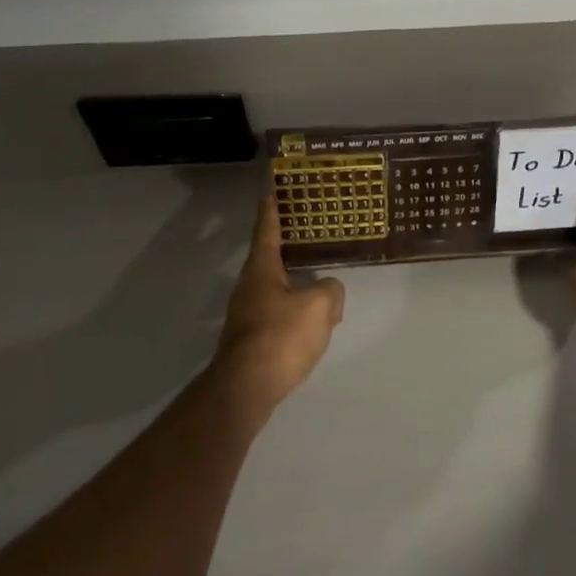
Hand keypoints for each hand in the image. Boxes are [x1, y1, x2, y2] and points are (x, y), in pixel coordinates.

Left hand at [213, 191, 345, 412]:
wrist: (245, 389)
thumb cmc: (280, 337)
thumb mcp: (317, 308)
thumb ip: (330, 291)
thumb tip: (330, 290)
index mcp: (261, 269)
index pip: (267, 228)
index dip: (272, 207)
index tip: (271, 186)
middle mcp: (249, 286)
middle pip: (268, 256)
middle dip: (286, 242)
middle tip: (307, 227)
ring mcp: (247, 314)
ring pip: (274, 286)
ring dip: (293, 279)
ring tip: (318, 275)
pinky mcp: (251, 339)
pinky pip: (277, 311)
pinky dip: (294, 307)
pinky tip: (312, 318)